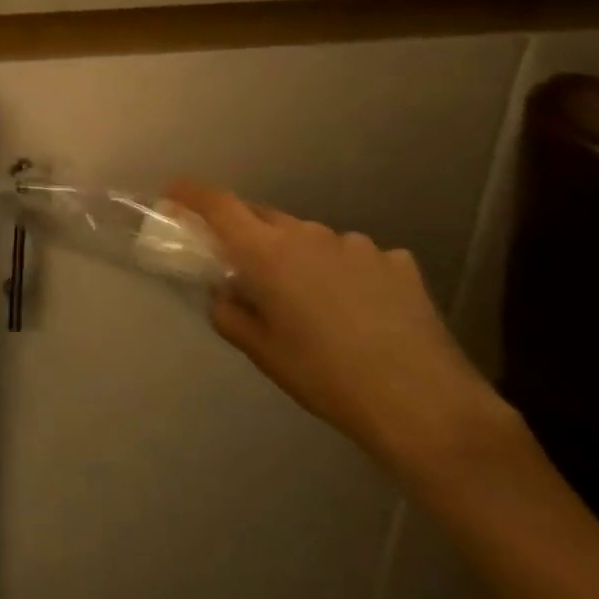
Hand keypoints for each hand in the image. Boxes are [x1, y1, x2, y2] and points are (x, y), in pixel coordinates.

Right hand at [168, 182, 514, 473]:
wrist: (424, 404)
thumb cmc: (325, 377)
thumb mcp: (261, 351)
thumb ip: (229, 312)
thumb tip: (223, 292)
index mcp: (266, 251)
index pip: (218, 204)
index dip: (191, 194)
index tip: (173, 195)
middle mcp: (308, 234)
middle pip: (263, 216)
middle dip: (245, 232)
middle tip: (242, 265)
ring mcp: (357, 245)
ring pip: (310, 238)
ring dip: (298, 256)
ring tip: (310, 301)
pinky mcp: (397, 263)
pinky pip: (355, 257)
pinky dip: (343, 272)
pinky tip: (359, 310)